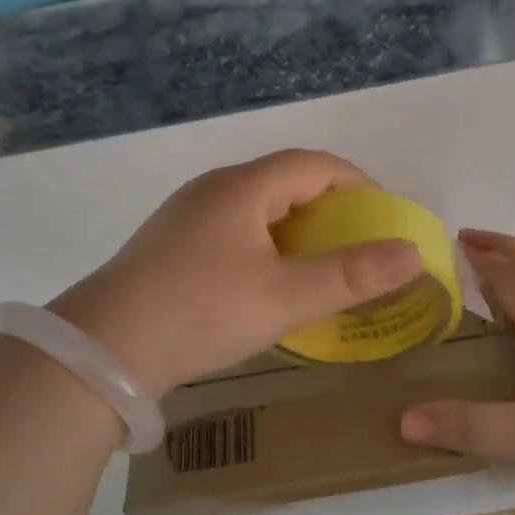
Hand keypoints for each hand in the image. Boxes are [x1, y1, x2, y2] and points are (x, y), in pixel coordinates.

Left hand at [48, 149, 422, 395]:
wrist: (102, 350)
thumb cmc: (201, 312)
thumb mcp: (285, 297)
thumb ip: (352, 275)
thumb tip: (412, 253)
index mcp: (244, 187)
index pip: (316, 165)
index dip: (359, 185)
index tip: (385, 219)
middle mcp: (214, 189)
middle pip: (287, 181)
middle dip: (331, 209)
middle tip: (359, 247)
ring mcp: (187, 215)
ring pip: (259, 208)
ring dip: (297, 229)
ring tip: (321, 267)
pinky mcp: (171, 244)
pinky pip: (234, 229)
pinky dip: (267, 245)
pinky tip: (268, 282)